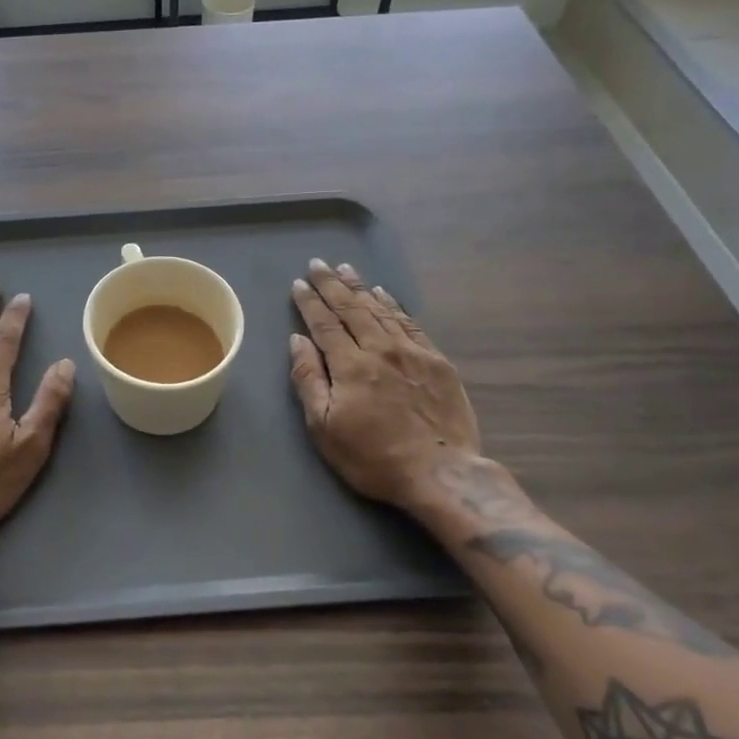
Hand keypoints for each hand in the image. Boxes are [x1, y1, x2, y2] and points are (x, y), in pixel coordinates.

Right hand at [288, 259, 505, 514]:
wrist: (441, 474)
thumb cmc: (373, 457)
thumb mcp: (324, 427)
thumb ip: (308, 379)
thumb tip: (298, 340)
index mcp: (350, 365)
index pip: (324, 323)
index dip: (310, 302)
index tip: (299, 283)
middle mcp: (380, 348)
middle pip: (351, 308)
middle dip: (332, 284)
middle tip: (319, 264)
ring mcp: (412, 352)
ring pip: (380, 310)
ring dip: (360, 288)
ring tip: (346, 269)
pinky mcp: (437, 361)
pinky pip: (409, 323)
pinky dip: (393, 305)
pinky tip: (384, 294)